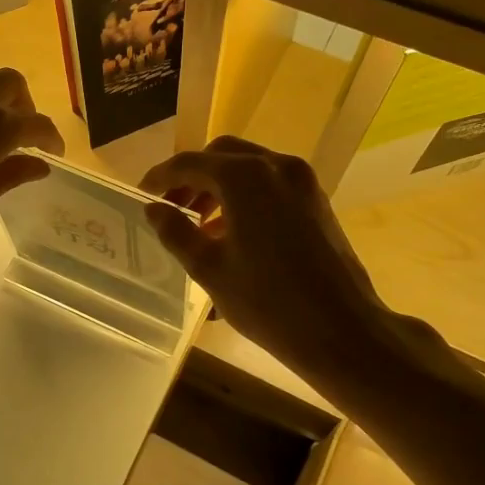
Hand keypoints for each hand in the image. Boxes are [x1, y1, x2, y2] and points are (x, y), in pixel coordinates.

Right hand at [141, 138, 430, 383]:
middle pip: (222, 155)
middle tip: (171, 206)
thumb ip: (175, 231)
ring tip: (198, 224)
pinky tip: (232, 231)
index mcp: (244, 177)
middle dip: (192, 176)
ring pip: (248, 166)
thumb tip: (155, 209)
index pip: (190, 163)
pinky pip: (271, 183)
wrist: (342, 329)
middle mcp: (275, 166)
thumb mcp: (209, 268)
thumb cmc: (267, 301)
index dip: (161, 177)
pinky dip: (245, 194)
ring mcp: (301, 180)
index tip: (142, 194)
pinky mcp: (316, 199)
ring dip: (219, 185)